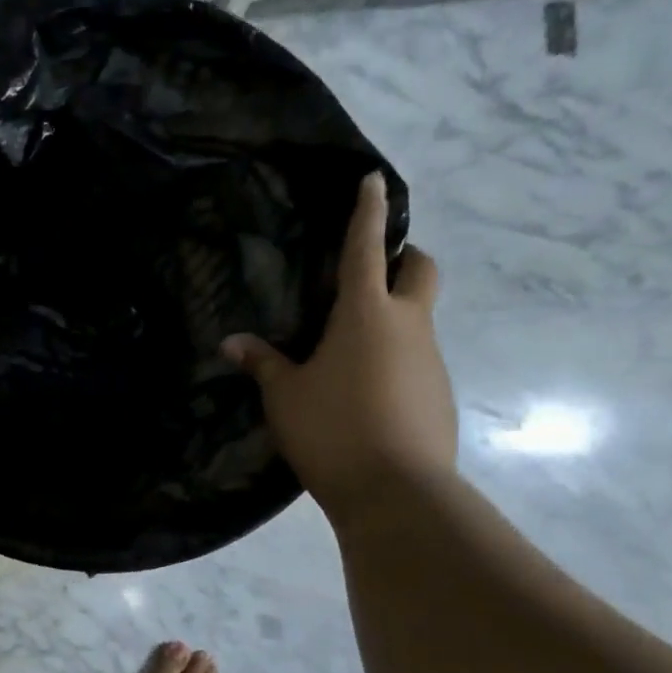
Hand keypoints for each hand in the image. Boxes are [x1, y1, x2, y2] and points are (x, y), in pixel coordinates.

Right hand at [221, 172, 455, 517]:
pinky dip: (397, 360)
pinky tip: (368, 392)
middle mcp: (408, 326)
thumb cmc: (332, 430)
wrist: (396, 492)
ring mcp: (431, 360)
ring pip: (420, 319)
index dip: (368, 211)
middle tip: (372, 272)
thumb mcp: (284, 397)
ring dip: (396, 317)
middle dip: (404, 258)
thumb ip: (261, 364)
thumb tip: (231, 342)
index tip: (374, 180)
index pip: (367, 248)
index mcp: (366, 314)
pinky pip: (419, 360)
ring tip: (352, 349)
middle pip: (421, 269)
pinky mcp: (440, 395)